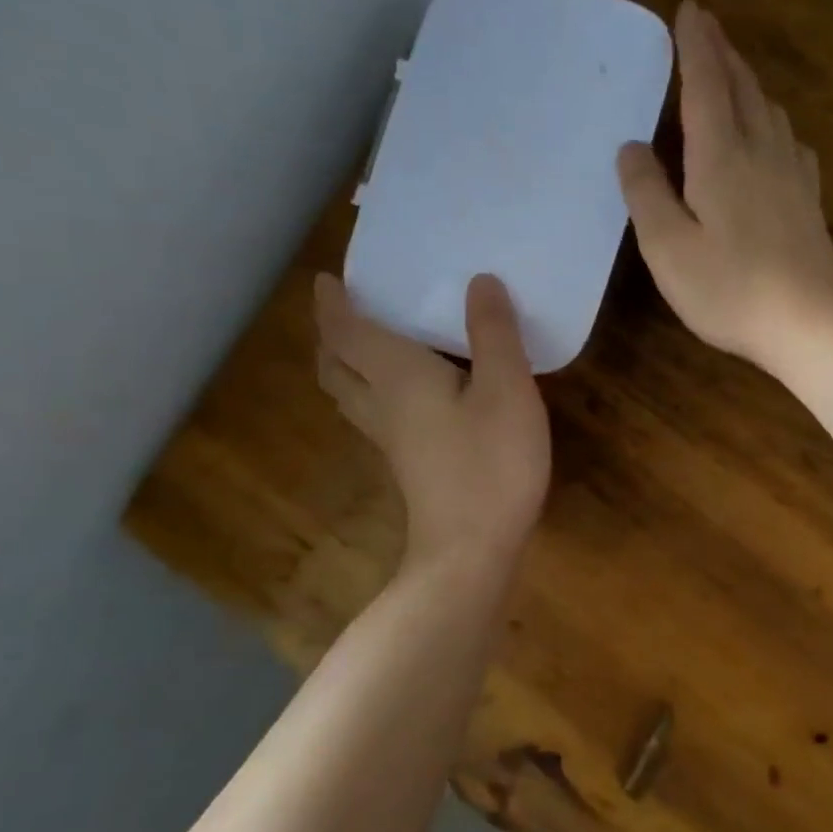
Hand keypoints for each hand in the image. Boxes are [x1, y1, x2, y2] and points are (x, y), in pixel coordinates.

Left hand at [314, 273, 549, 569]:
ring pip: (350, 394)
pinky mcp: (408, 465)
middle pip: (336, 365)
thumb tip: (479, 281)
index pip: (347, 332)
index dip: (333, 304)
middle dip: (331, 335)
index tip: (325, 279)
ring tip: (363, 347)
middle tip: (342, 311)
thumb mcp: (507, 389)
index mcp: (397, 376)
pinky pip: (372, 413)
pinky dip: (371, 390)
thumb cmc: (490, 463)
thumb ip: (494, 333)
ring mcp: (392, 440)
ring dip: (345, 365)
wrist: (471, 551)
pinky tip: (403, 395)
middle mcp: (382, 404)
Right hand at [618, 0, 832, 375]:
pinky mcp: (809, 202)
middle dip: (723, 53)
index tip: (690, 9)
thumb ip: (646, 194)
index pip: (706, 85)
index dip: (696, 46)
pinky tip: (775, 137)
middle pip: (742, 89)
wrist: (811, 323)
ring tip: (733, 74)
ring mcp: (792, 176)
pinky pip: (790, 144)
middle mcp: (761, 153)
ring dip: (748, 84)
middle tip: (708, 26)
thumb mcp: (668, 248)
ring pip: (769, 112)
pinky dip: (773, 124)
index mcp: (721, 157)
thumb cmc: (730, 289)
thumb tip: (632, 147)